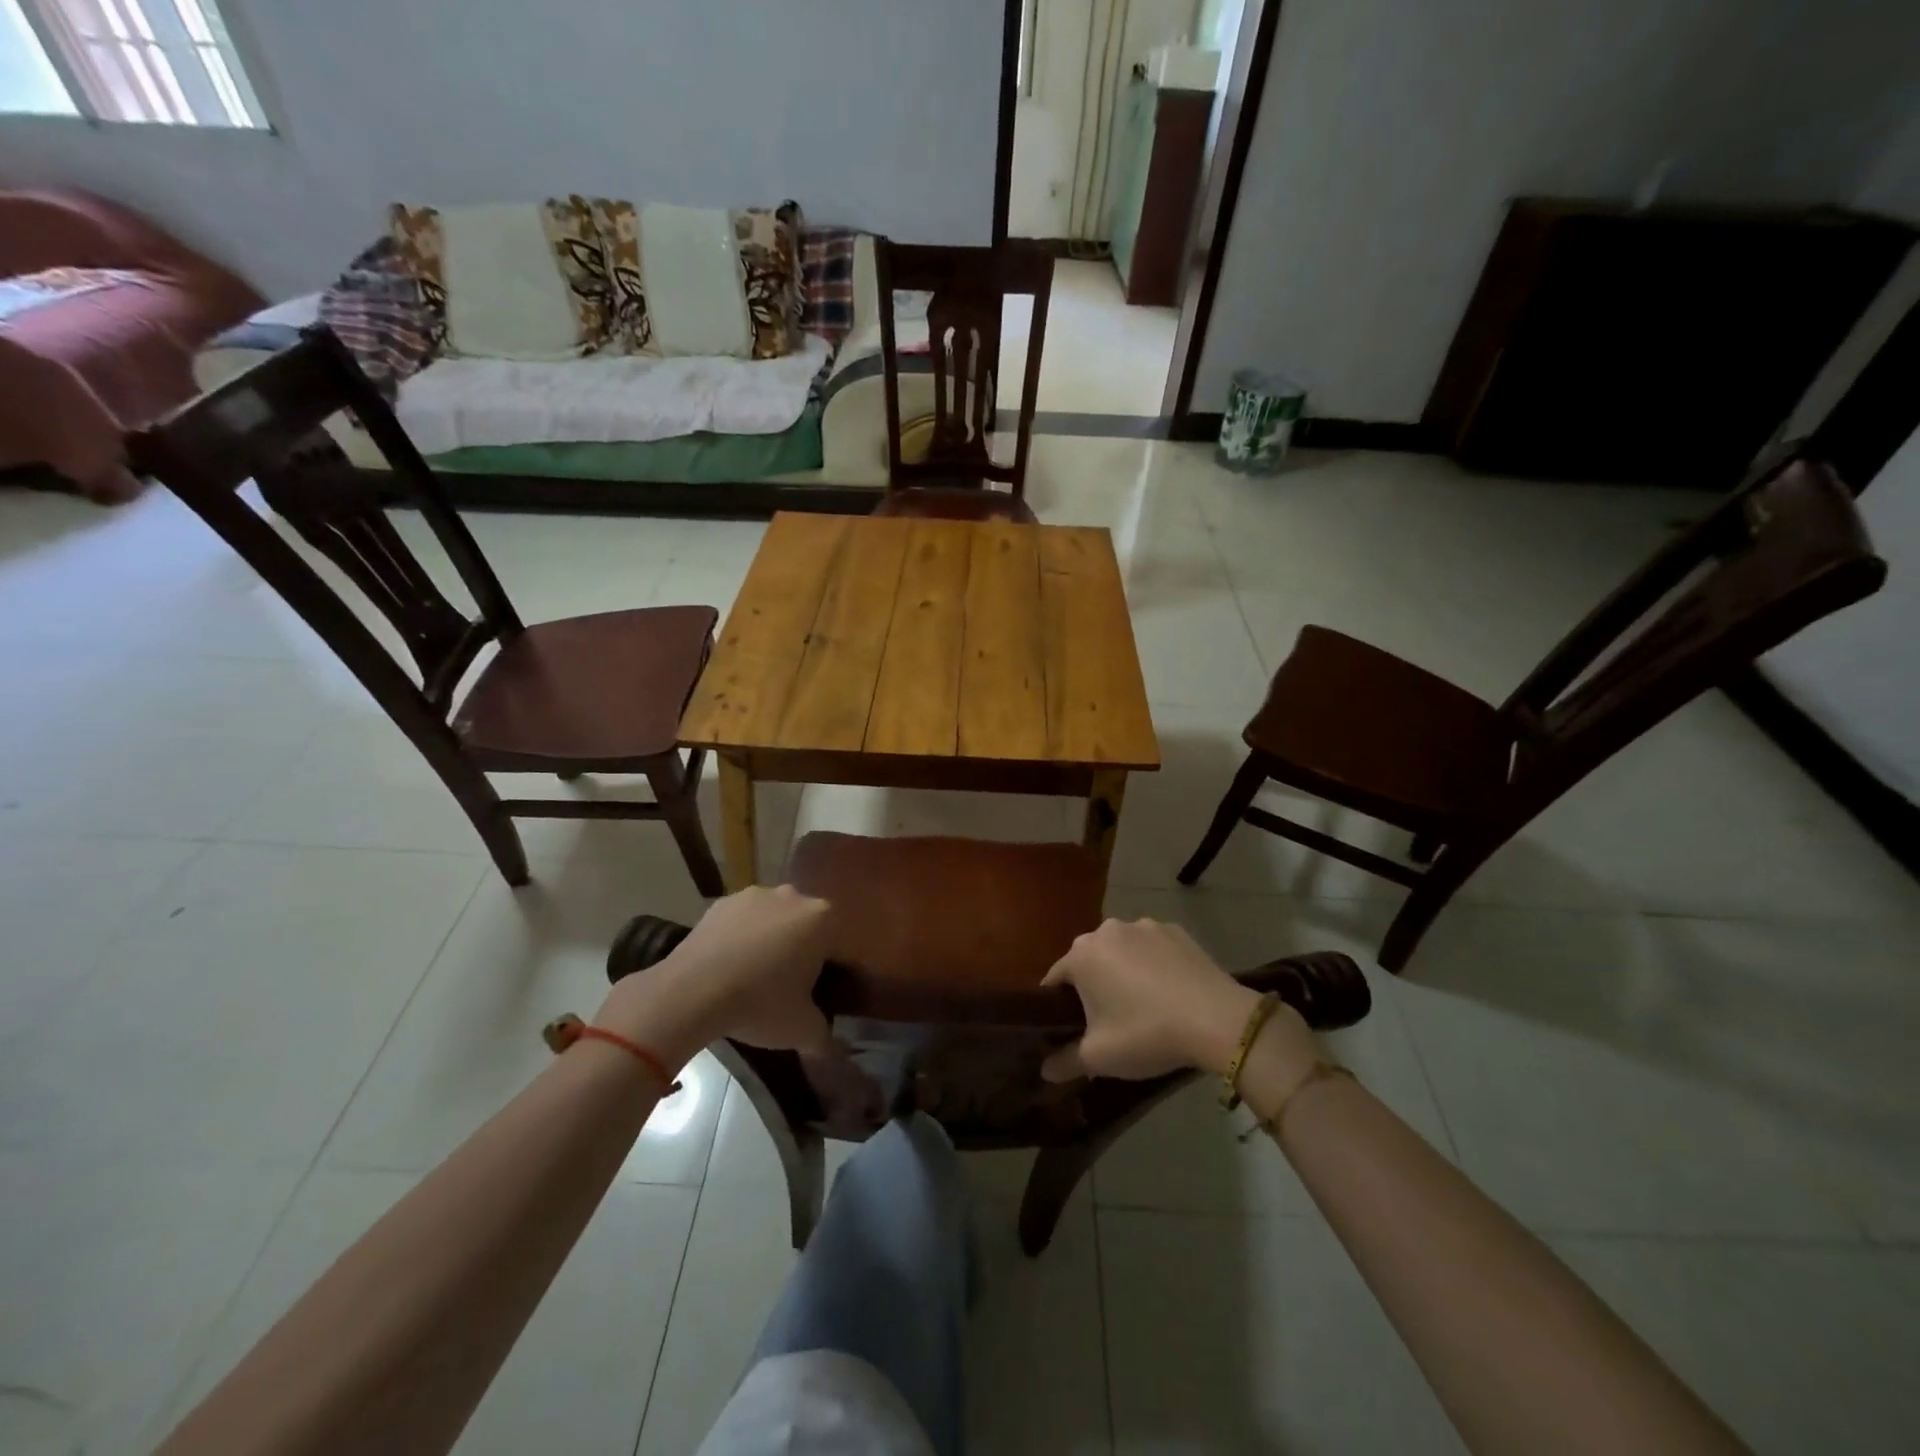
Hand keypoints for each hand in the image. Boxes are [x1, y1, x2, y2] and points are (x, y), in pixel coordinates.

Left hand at [598, 886, 834, 1066]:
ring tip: (758, 977)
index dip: (838, 974)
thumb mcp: (802, 1030)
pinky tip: (732, 966)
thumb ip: (825, 1036)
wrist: (691, 992)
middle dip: (806, 952)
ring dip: (774, 940)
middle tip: (793, 988)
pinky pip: (744, 921)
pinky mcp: (723, 902)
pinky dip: (743, 938)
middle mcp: (794, 896)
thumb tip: (832, 1046)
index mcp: (823, 919)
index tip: (826, 996)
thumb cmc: (760, 1004)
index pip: (843, 947)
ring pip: (776, 920)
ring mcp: (756, 894)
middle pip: (810, 927)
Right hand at [1039, 918, 1316, 1082]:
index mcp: (1081, 954)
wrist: (1217, 1019)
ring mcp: (1144, 926)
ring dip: (1123, 971)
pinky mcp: (1176, 931)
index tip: (1068, 1029)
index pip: (1055, 979)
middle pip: (1089, 960)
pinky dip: (1154, 965)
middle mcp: (1107, 930)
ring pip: (1122, 951)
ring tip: (1141, 1006)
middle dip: (1092, 986)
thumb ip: (1065, 1061)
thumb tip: (1044, 1070)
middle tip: (1106, 1021)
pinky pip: (1153, 948)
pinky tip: (1169, 992)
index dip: (1057, 1006)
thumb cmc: (1146, 1033)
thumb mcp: (1099, 1057)